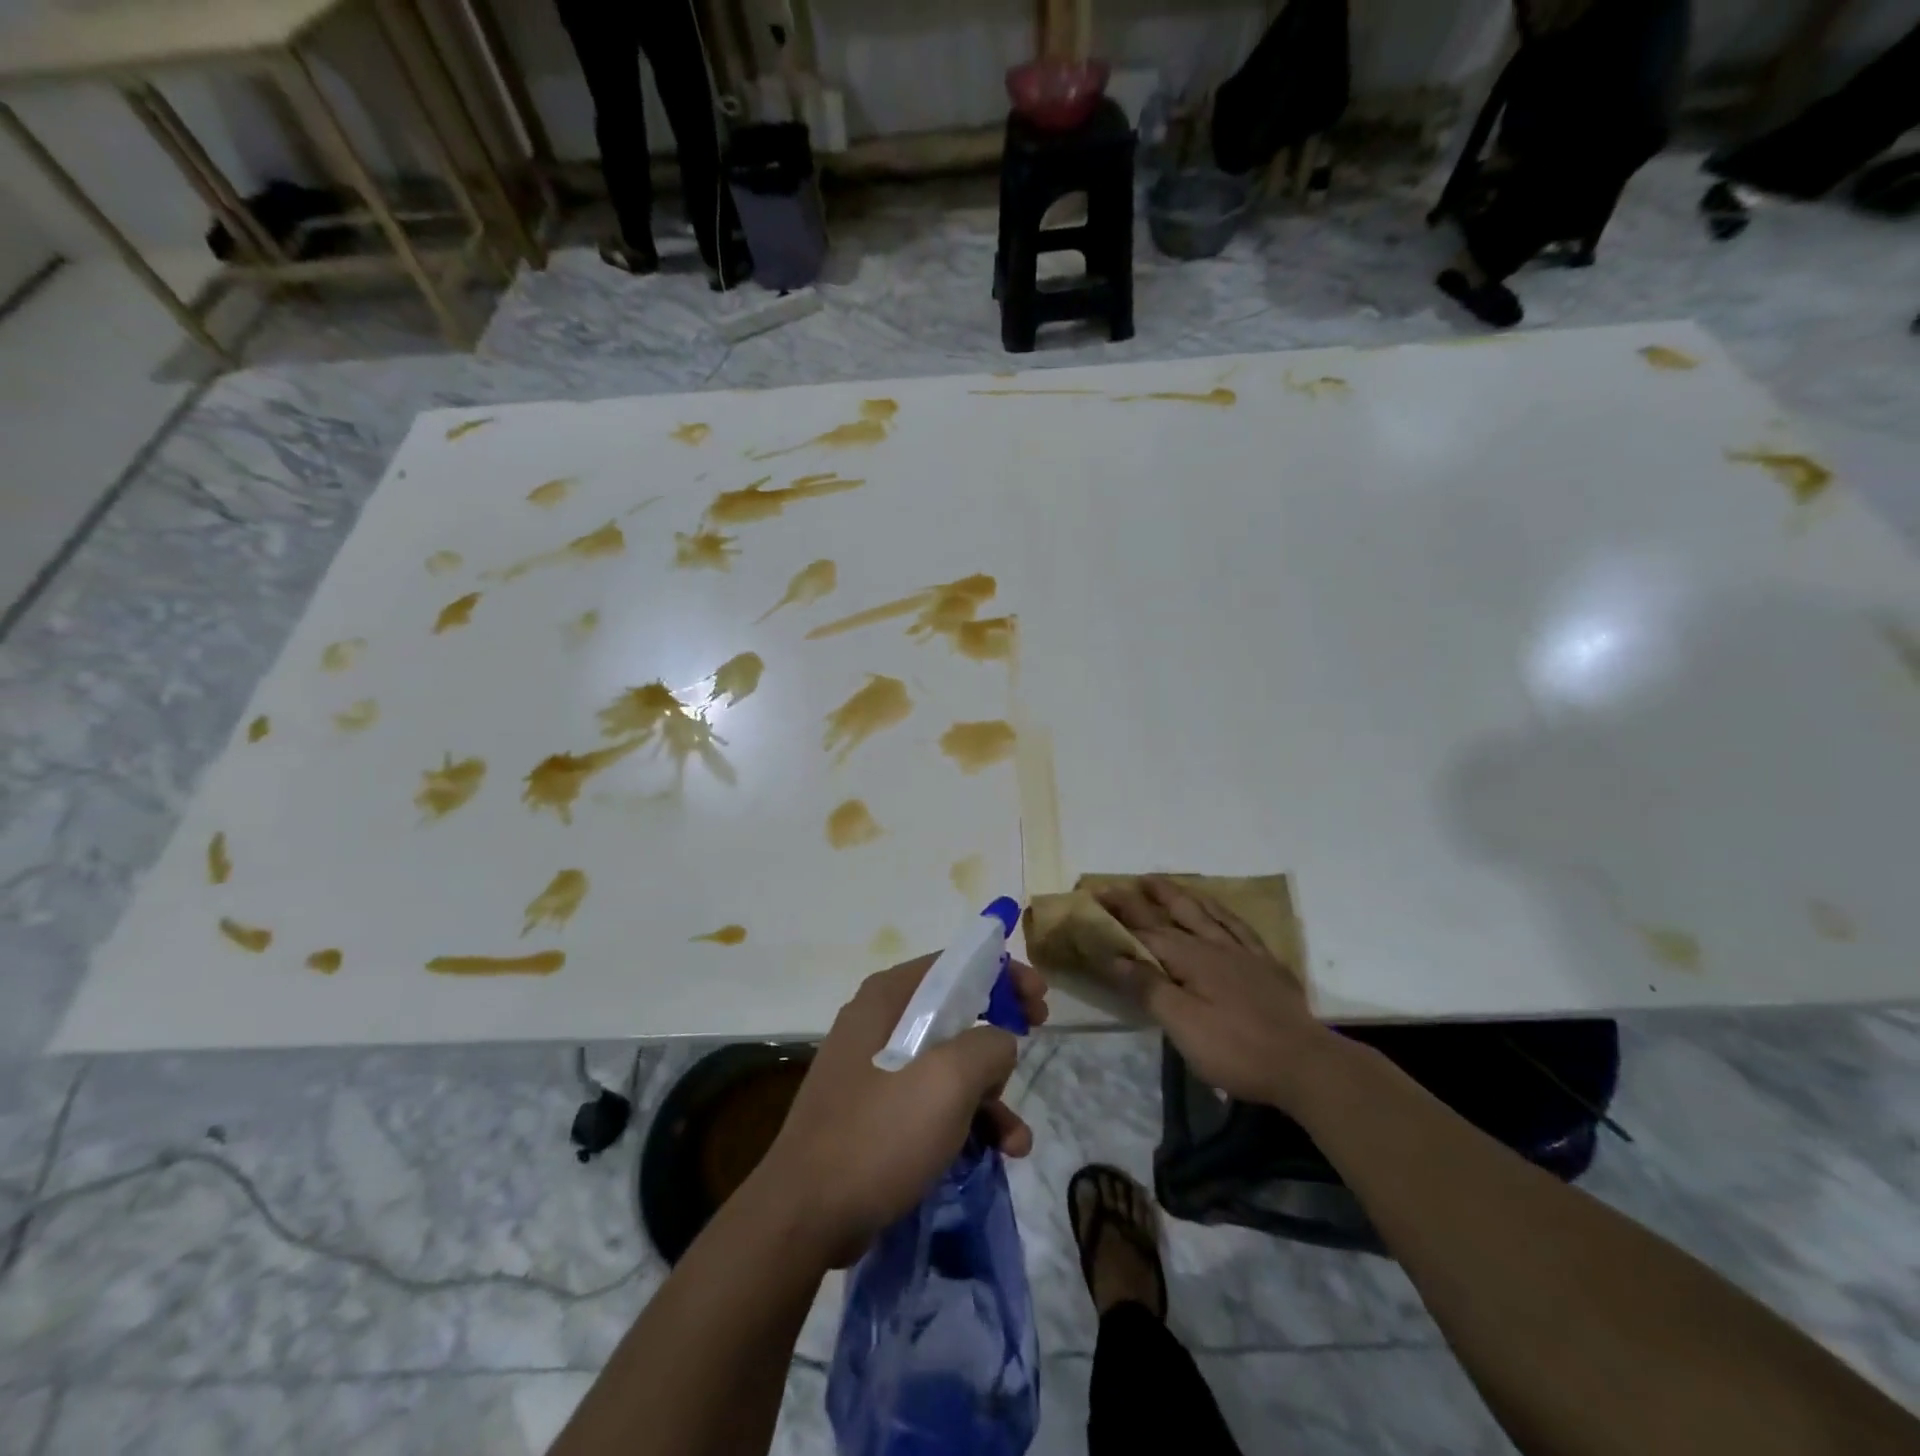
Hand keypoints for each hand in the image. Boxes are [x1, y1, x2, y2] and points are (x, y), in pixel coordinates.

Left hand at [754, 954, 1048, 1267]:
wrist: (806, 1215)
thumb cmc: (879, 1132)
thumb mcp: (948, 1079)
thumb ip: (989, 1045)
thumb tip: (999, 1044)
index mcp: (888, 997)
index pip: (955, 964)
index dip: (1001, 973)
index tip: (1038, 998)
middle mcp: (879, 1022)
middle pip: (955, 1010)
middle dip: (1001, 1031)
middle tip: (1037, 1036)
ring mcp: (875, 1070)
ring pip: (949, 1063)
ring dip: (990, 1093)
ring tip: (1016, 1137)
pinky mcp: (876, 1114)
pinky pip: (932, 1101)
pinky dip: (966, 1120)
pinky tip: (997, 1153)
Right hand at [1098, 875, 1330, 1110]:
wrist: (1306, 1064)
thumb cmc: (1236, 1049)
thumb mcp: (1183, 1024)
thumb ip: (1149, 987)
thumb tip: (1115, 956)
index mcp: (1192, 959)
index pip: (1147, 931)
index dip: (1121, 915)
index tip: (1098, 897)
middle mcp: (1216, 946)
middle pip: (1176, 914)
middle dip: (1148, 898)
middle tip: (1129, 880)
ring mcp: (1245, 954)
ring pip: (1208, 914)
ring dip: (1183, 897)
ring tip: (1165, 884)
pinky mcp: (1268, 967)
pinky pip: (1240, 928)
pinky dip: (1223, 914)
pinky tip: (1219, 913)